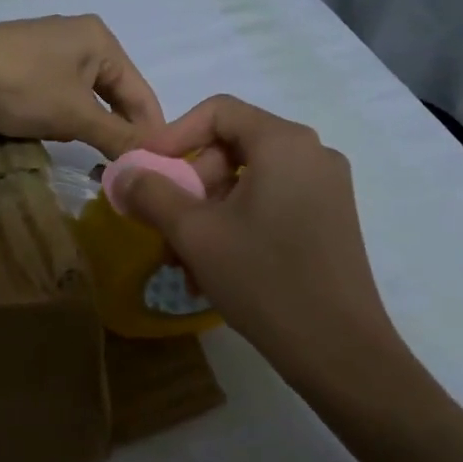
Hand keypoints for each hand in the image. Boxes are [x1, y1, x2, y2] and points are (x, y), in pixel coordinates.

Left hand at [0, 16, 163, 157]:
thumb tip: (152, 160)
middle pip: (113, 91)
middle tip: (121, 163)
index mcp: (101, 39)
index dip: (150, 130)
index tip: (157, 166)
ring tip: (86, 148)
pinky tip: (48, 128)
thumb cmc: (23, 86)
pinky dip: (60, 113)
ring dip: (86, 123)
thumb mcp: (76, 115)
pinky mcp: (20, 59)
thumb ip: (117, 137)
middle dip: (115, 127)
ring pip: (84, 94)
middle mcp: (78, 35)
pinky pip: (56, 91)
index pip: (141, 92)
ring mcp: (46, 45)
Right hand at [113, 95, 400, 389]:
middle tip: (163, 225)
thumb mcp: (196, 234)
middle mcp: (312, 154)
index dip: (174, 135)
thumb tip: (123, 172)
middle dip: (189, 186)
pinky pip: (271, 206)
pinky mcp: (330, 221)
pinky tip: (214, 271)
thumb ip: (153, 194)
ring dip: (208, 215)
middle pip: (233, 149)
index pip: (219, 112)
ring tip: (183, 262)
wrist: (339, 350)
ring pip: (249, 184)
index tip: (146, 170)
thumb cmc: (264, 279)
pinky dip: (237, 227)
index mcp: (284, 143)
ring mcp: (326, 190)